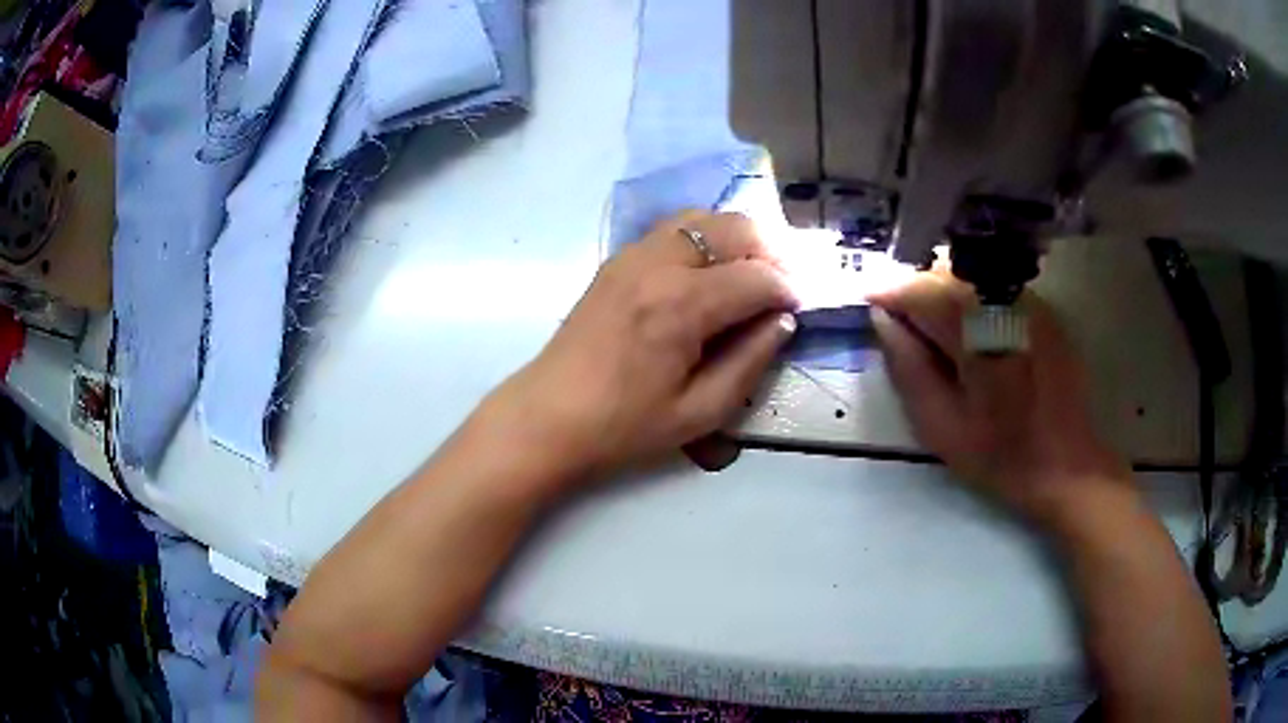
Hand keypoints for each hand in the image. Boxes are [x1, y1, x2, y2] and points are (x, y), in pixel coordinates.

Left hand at [479, 211, 797, 492]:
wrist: (549, 416)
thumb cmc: (624, 426)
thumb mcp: (700, 412)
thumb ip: (750, 362)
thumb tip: (782, 321)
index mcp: (682, 305)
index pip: (758, 276)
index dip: (789, 290)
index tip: (798, 310)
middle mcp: (659, 264)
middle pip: (736, 227)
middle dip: (771, 252)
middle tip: (780, 288)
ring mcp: (633, 254)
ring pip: (704, 218)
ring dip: (737, 239)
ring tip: (748, 277)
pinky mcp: (617, 259)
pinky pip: (673, 230)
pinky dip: (704, 239)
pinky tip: (708, 274)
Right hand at [868, 269, 1131, 523]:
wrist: (1066, 466)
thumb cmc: (999, 456)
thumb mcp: (941, 426)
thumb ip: (908, 368)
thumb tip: (882, 319)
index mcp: (978, 336)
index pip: (922, 291)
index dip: (890, 292)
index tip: (867, 301)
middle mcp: (1005, 305)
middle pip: (947, 273)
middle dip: (917, 289)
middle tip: (900, 321)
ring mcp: (1029, 303)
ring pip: (971, 275)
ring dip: (943, 292)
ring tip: (933, 329)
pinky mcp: (1043, 311)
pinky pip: (995, 287)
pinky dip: (972, 299)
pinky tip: (971, 333)